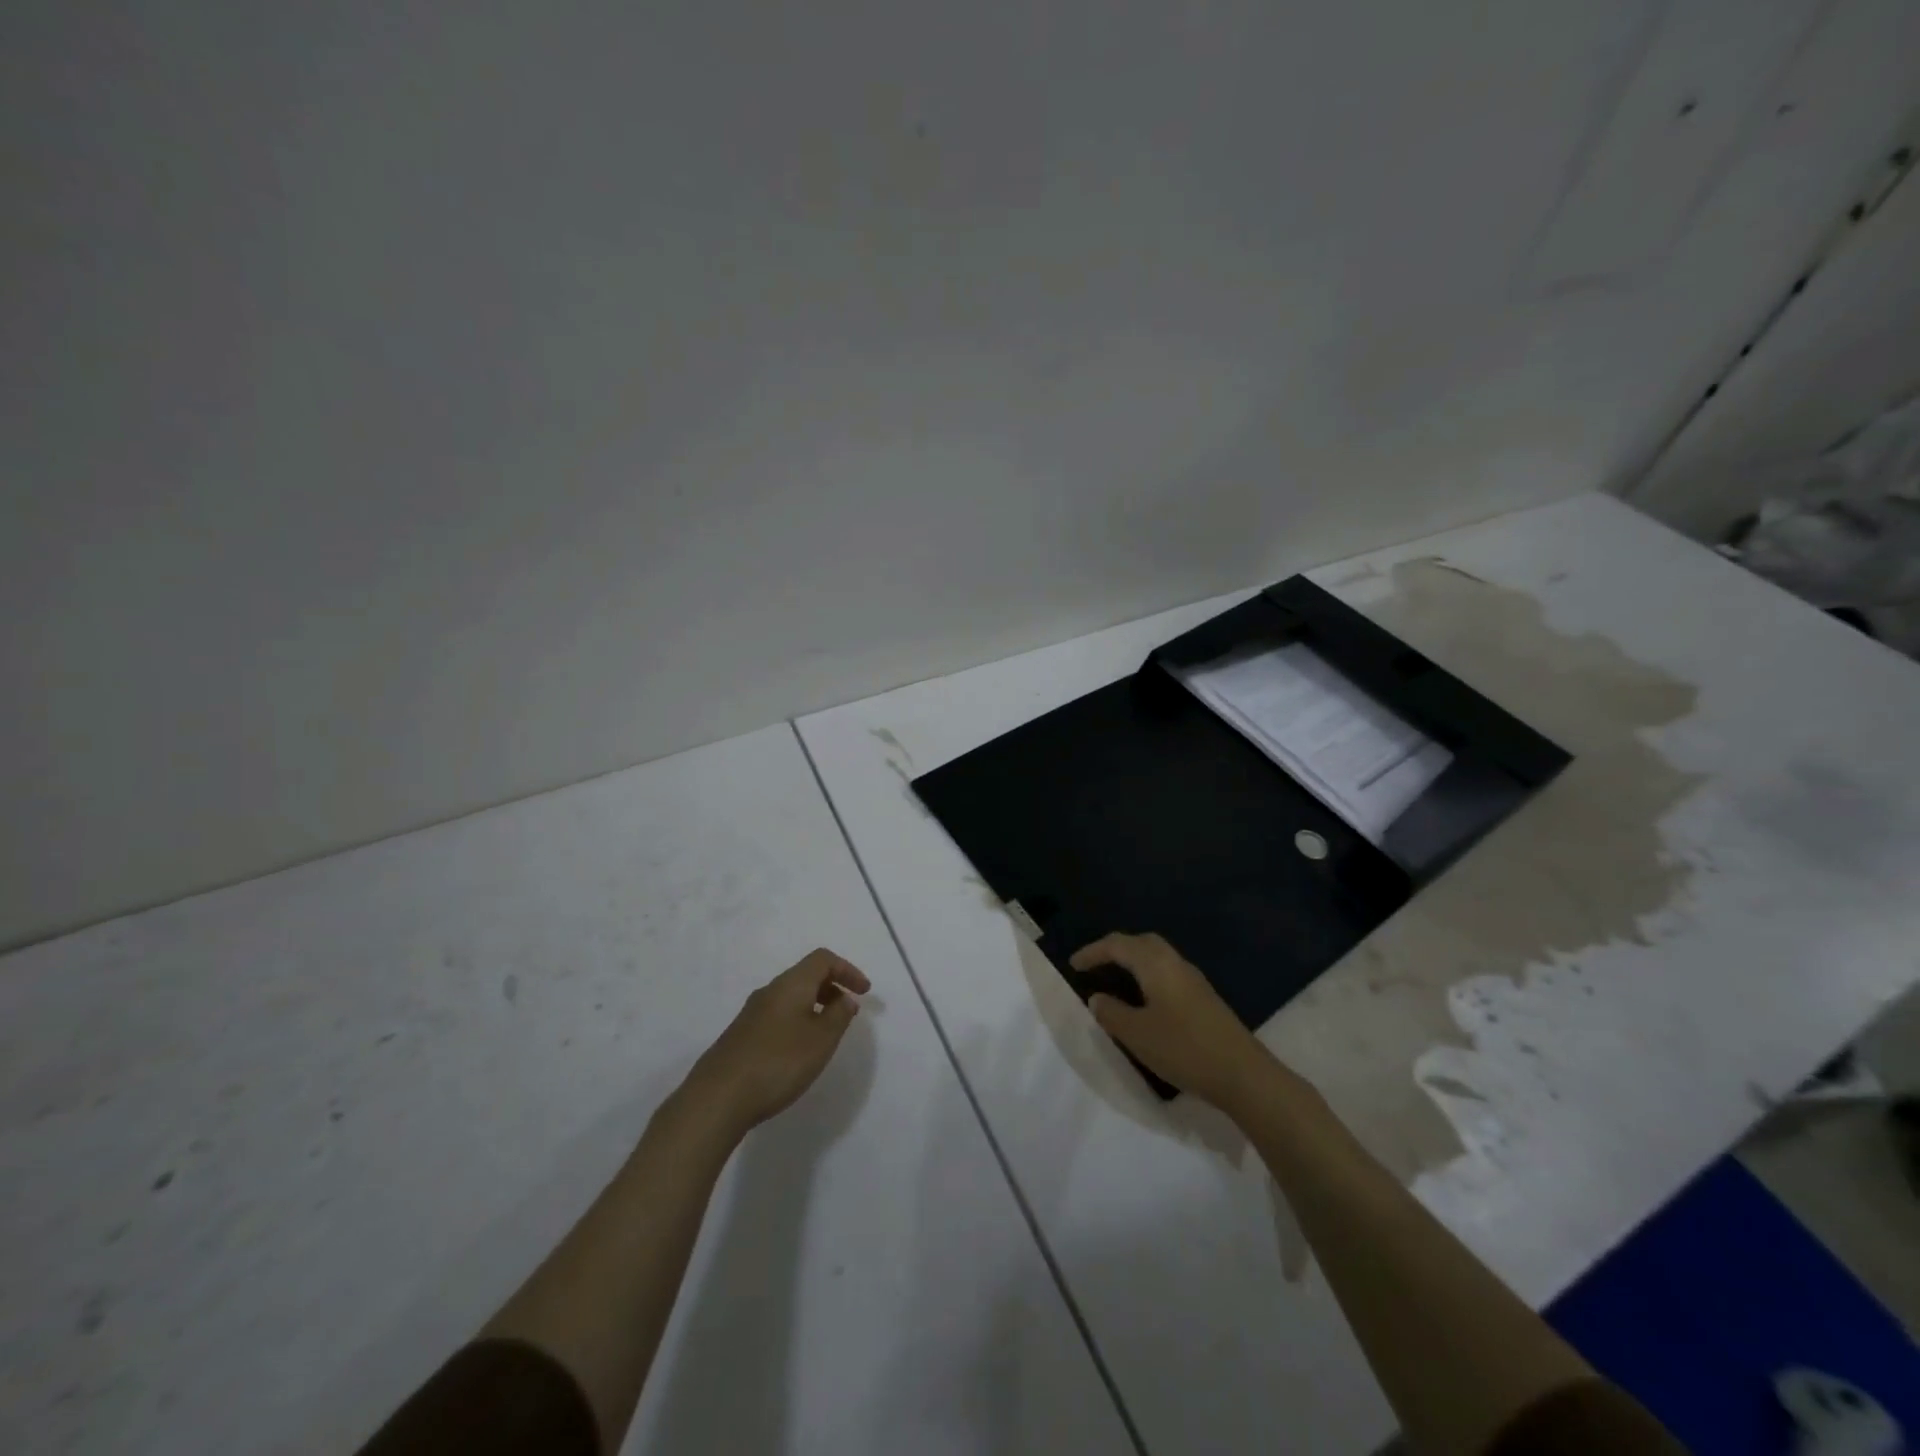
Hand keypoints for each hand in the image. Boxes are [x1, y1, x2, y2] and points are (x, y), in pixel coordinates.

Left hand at [683, 949, 871, 1137]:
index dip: (848, 970)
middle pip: (805, 975)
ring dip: (814, 1005)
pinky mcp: (741, 1035)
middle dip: (832, 987)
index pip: (823, 959)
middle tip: (848, 1011)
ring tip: (827, 1032)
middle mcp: (770, 990)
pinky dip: (797, 1020)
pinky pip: (778, 1014)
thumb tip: (846, 998)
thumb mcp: (821, 1040)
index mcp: (791, 984)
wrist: (718, 1097)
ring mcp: (751, 1013)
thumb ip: (839, 1015)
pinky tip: (799, 1050)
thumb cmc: (778, 1062)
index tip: (864, 992)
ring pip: (790, 996)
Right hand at [1070, 932, 1276, 1109]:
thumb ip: (1112, 1013)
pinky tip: (1145, 999)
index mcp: (1156, 965)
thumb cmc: (1184, 1049)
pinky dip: (1148, 975)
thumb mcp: (1137, 1034)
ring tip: (1115, 979)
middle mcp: (1175, 963)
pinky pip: (1167, 972)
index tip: (1073, 965)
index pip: (1118, 945)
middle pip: (1141, 942)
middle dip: (1115, 949)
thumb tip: (1097, 998)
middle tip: (1095, 965)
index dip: (1093, 952)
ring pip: (1157, 956)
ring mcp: (1193, 980)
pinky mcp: (1204, 998)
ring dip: (1133, 961)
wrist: (1243, 1074)